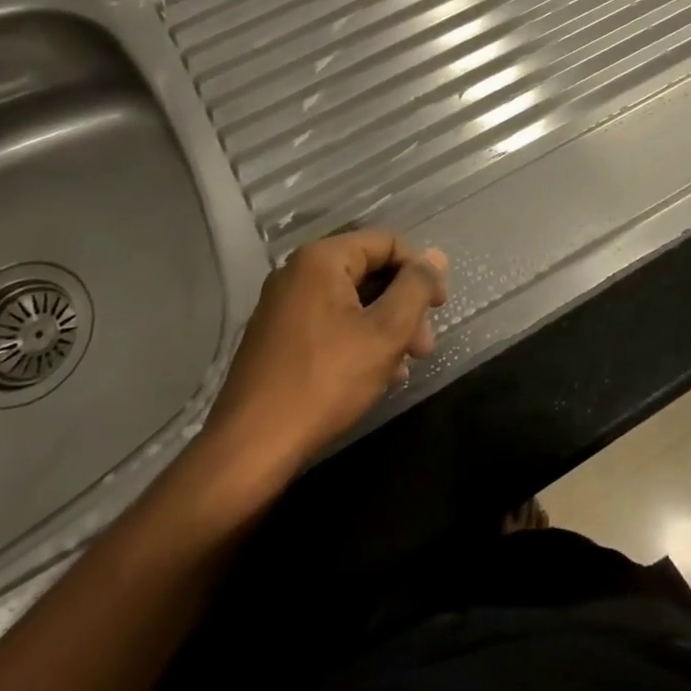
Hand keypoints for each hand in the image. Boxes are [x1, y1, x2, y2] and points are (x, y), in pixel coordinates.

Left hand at [202, 231, 447, 474]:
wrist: (251, 448)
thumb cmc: (326, 381)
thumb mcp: (386, 332)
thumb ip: (416, 287)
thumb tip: (436, 255)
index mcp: (321, 260)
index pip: (386, 243)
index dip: (420, 270)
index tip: (439, 307)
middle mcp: (297, 273)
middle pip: (369, 271)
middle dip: (404, 305)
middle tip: (425, 346)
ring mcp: (283, 306)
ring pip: (352, 301)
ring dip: (386, 327)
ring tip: (404, 366)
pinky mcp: (277, 337)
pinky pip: (330, 323)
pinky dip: (358, 340)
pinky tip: (377, 376)